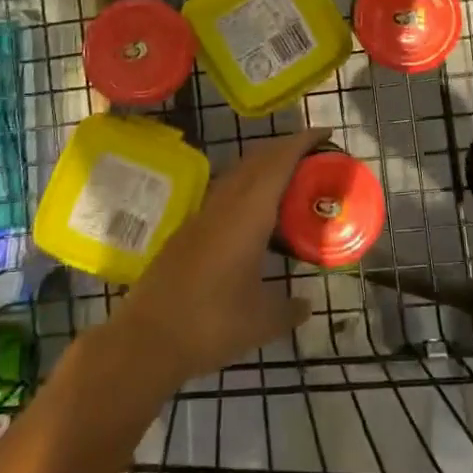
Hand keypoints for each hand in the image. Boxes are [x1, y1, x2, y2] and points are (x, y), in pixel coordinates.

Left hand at [110, 129, 322, 386]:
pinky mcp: (188, 231)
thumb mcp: (263, 321)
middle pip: (257, 159)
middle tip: (315, 154)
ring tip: (289, 178)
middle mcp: (225, 204)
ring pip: (237, 174)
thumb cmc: (211, 324)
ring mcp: (202, 215)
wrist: (147, 339)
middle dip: (285, 148)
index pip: (279, 163)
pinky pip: (225, 193)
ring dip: (264, 165)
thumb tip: (306, 304)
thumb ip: (290, 309)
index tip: (325, 133)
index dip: (302, 142)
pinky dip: (247, 187)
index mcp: (248, 214)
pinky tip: (255, 213)